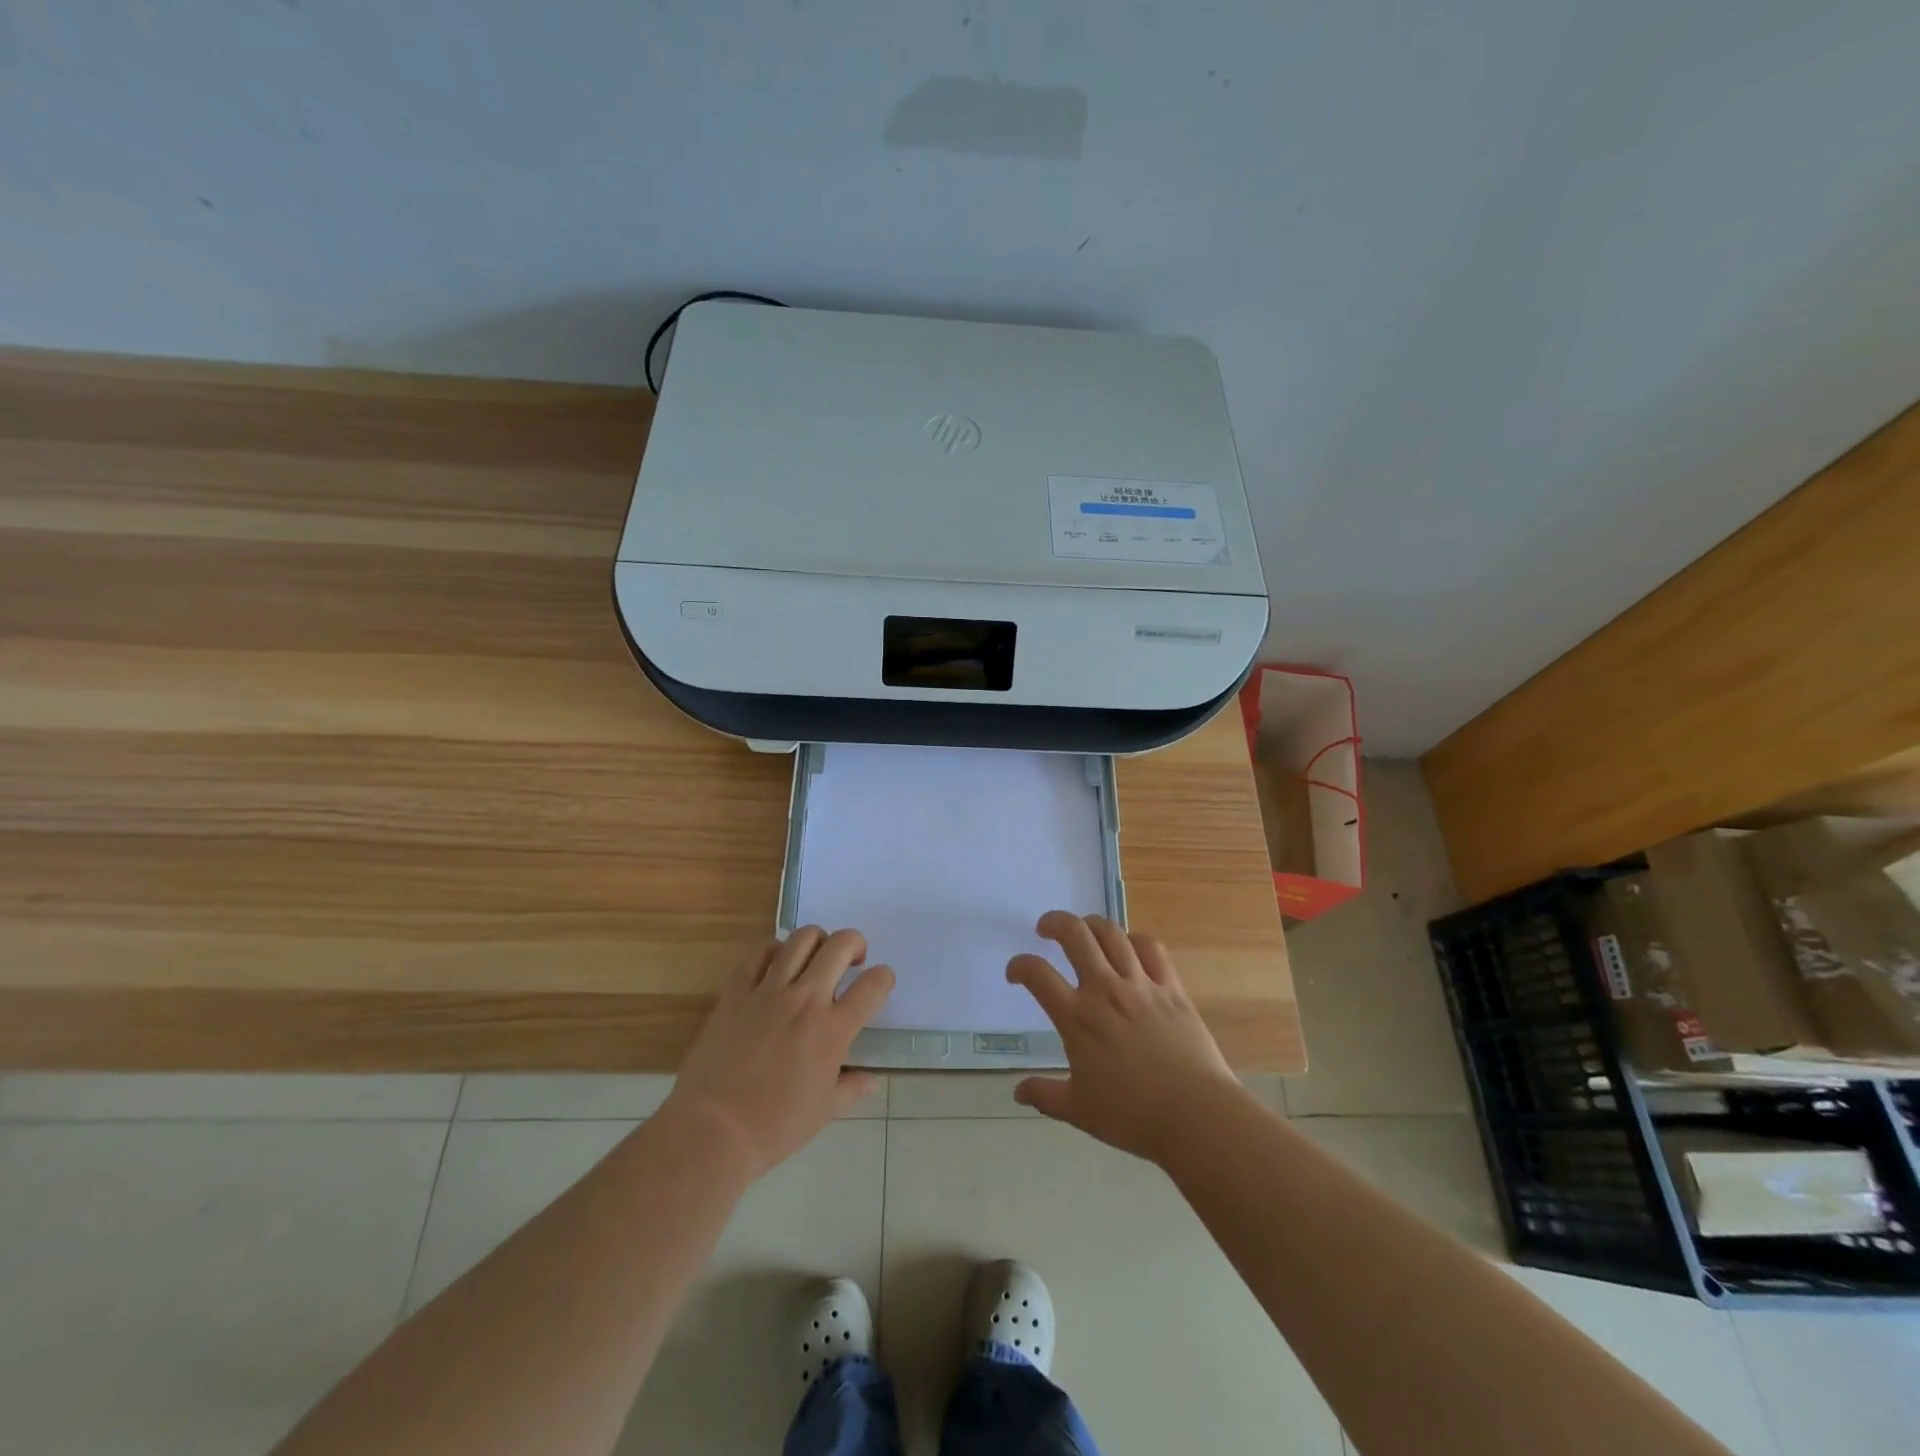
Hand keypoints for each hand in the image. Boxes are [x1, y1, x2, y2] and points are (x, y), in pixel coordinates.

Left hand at [661, 927, 893, 1179]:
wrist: (712, 1131)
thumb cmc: (774, 1127)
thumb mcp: (824, 1112)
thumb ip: (852, 1088)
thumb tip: (871, 1079)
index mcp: (833, 1031)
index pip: (873, 985)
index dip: (884, 977)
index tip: (879, 983)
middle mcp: (805, 1000)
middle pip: (840, 945)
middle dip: (855, 944)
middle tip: (851, 961)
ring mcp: (769, 991)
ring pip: (802, 938)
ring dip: (817, 940)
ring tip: (815, 957)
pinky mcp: (737, 991)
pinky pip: (759, 952)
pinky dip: (774, 949)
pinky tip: (777, 964)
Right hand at [1007, 911, 1241, 1163]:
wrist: (1195, 1114)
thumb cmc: (1132, 1115)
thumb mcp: (1079, 1110)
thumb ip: (1045, 1095)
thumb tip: (1018, 1091)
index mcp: (1077, 1018)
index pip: (1038, 975)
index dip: (1019, 965)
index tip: (1015, 972)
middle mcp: (1105, 990)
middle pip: (1075, 935)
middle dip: (1055, 923)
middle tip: (1045, 928)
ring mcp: (1140, 985)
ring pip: (1112, 934)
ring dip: (1092, 923)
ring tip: (1084, 928)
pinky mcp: (1171, 988)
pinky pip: (1151, 949)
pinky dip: (1135, 939)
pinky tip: (1129, 944)